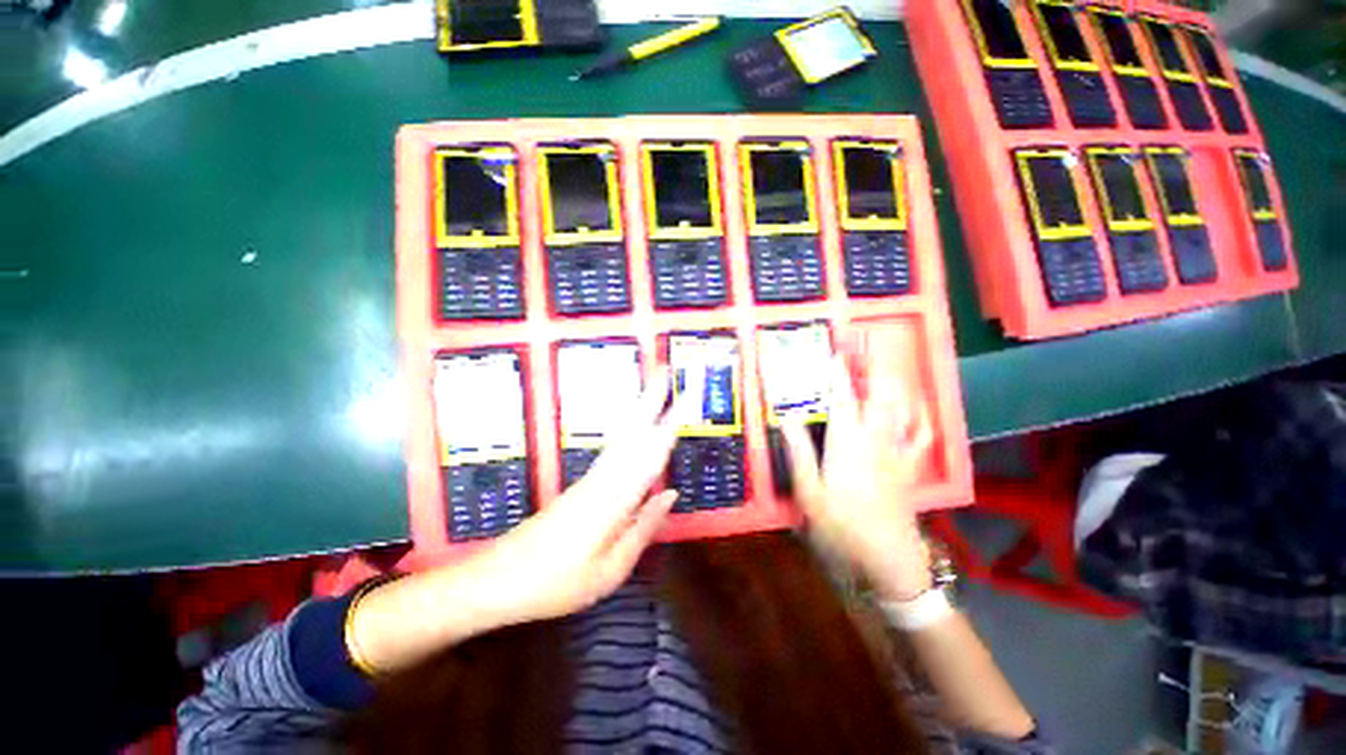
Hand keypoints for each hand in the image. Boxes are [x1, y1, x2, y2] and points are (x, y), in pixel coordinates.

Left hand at [465, 370, 681, 625]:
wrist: (496, 580)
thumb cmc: (556, 585)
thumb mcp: (609, 570)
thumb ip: (642, 527)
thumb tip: (671, 494)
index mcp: (612, 500)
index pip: (650, 454)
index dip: (670, 425)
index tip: (686, 398)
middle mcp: (602, 479)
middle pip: (632, 431)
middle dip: (650, 398)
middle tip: (666, 369)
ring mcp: (589, 478)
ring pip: (621, 436)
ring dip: (640, 408)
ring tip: (656, 388)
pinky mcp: (580, 483)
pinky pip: (613, 449)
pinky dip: (628, 429)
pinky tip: (636, 426)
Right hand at [781, 355, 934, 600]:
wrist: (889, 557)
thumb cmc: (842, 525)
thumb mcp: (809, 492)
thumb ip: (799, 451)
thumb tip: (787, 416)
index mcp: (847, 441)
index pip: (841, 398)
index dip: (837, 373)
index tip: (834, 352)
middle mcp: (875, 438)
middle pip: (877, 395)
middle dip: (871, 369)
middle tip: (864, 350)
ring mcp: (896, 451)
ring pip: (901, 408)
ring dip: (893, 385)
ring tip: (886, 369)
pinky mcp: (909, 466)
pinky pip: (920, 435)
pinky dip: (919, 418)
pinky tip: (916, 410)